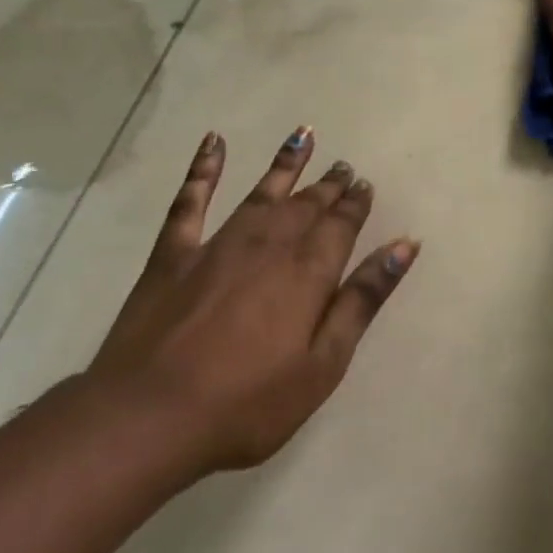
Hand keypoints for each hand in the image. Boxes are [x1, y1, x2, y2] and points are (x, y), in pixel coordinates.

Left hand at [86, 127, 417, 479]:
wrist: (148, 417)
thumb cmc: (248, 403)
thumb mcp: (323, 363)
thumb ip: (363, 299)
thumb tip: (404, 245)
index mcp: (308, 271)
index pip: (341, 223)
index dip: (356, 202)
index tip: (365, 184)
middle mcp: (268, 243)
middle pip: (306, 204)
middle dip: (328, 185)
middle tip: (343, 166)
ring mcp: (217, 244)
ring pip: (261, 192)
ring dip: (285, 163)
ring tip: (303, 135)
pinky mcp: (173, 254)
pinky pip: (191, 199)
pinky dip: (203, 168)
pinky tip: (213, 141)